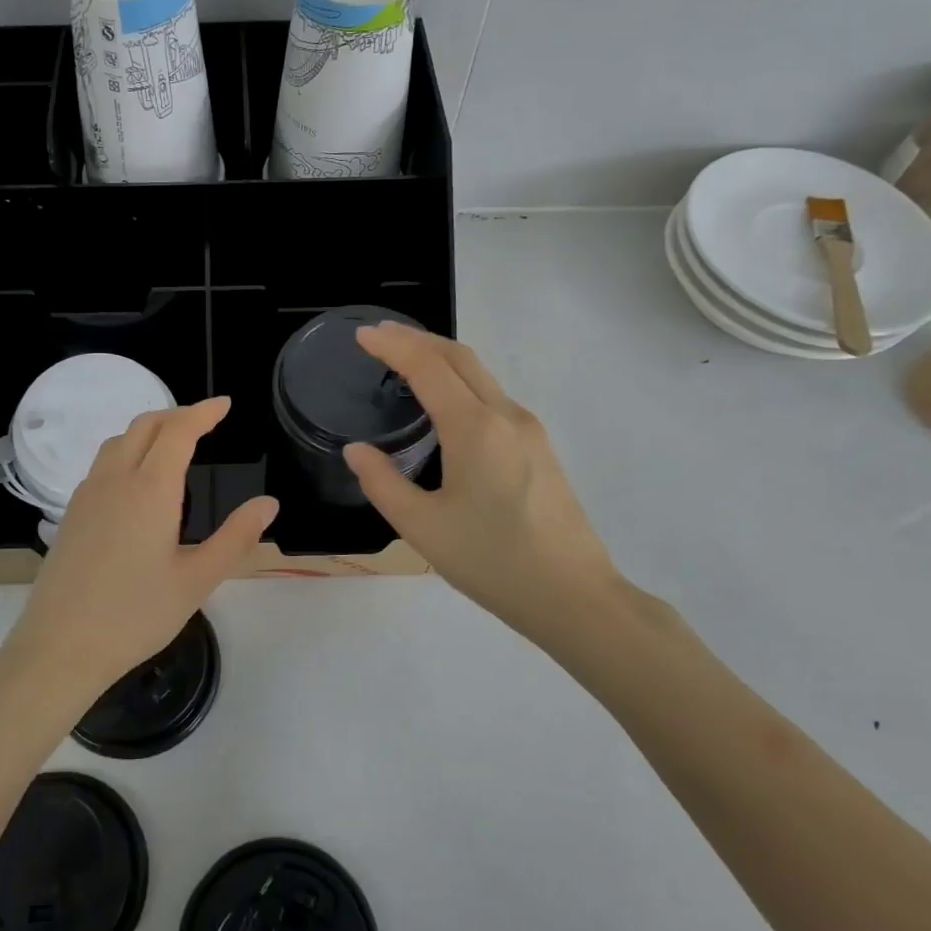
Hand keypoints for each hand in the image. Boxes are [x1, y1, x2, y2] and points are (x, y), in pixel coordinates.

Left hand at [0, 397, 278, 710]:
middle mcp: (115, 480)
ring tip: (173, 443)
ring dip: (148, 430)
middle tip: (206, 421)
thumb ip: (236, 537)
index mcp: (150, 490)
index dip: (204, 412)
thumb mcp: (197, 580)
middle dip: (177, 414)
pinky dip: (127, 451)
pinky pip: (102, 464)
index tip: (225, 405)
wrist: (60, 646)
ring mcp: (87, 495)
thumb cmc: (135, 615)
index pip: (178, 431)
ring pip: (118, 442)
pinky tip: (137, 481)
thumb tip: (268, 504)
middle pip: (144, 426)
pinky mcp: (71, 514)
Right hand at [344, 324, 626, 644]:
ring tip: (407, 363)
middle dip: (418, 339)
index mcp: (475, 428)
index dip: (392, 346)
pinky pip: (494, 398)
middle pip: (460, 357)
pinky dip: (462, 383)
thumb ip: (382, 483)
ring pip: (481, 375)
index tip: (362, 334)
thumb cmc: (492, 562)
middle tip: (381, 337)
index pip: (428, 367)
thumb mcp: (422, 527)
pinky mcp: (541, 448)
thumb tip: (356, 450)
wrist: (574, 596)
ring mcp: (530, 431)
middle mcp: (506, 416)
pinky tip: (446, 405)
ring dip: (442, 359)